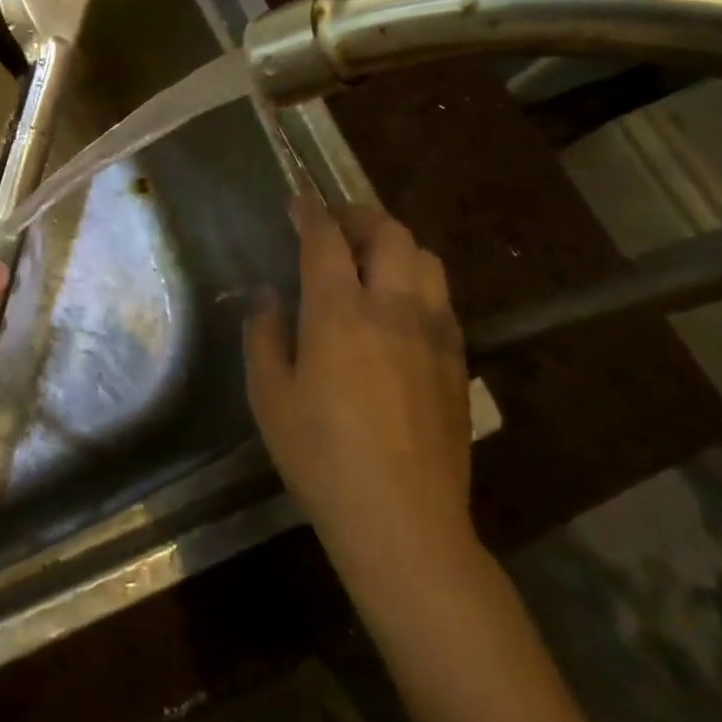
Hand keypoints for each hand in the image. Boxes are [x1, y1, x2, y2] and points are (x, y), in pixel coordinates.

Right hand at [246, 194, 475, 594]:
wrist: (403, 520)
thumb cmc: (321, 454)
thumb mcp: (269, 394)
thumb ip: (265, 335)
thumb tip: (268, 297)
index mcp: (339, 311)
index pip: (326, 239)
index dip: (310, 212)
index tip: (298, 201)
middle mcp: (392, 308)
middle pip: (390, 234)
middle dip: (359, 216)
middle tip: (334, 225)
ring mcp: (433, 333)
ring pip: (426, 259)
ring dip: (395, 244)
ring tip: (370, 259)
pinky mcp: (456, 361)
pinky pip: (442, 298)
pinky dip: (417, 280)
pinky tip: (399, 306)